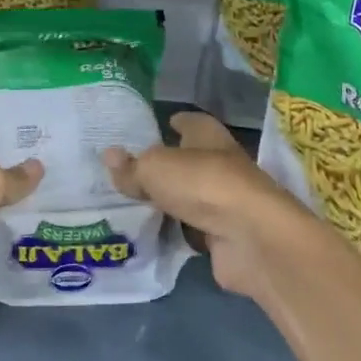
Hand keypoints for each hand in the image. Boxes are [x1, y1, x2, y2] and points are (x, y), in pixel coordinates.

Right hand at [103, 112, 306, 299]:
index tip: (155, 127)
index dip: (174, 122)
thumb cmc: (202, 184)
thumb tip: (108, 155)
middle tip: (128, 170)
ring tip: (131, 203)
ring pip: (189, 196)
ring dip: (169, 200)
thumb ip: (131, 167)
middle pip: (187, 161)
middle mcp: (220, 163)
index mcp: (208, 135)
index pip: (190, 122)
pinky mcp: (223, 235)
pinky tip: (151, 232)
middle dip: (164, 165)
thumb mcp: (154, 168)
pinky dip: (176, 231)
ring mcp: (224, 201)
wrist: (251, 237)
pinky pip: (191, 228)